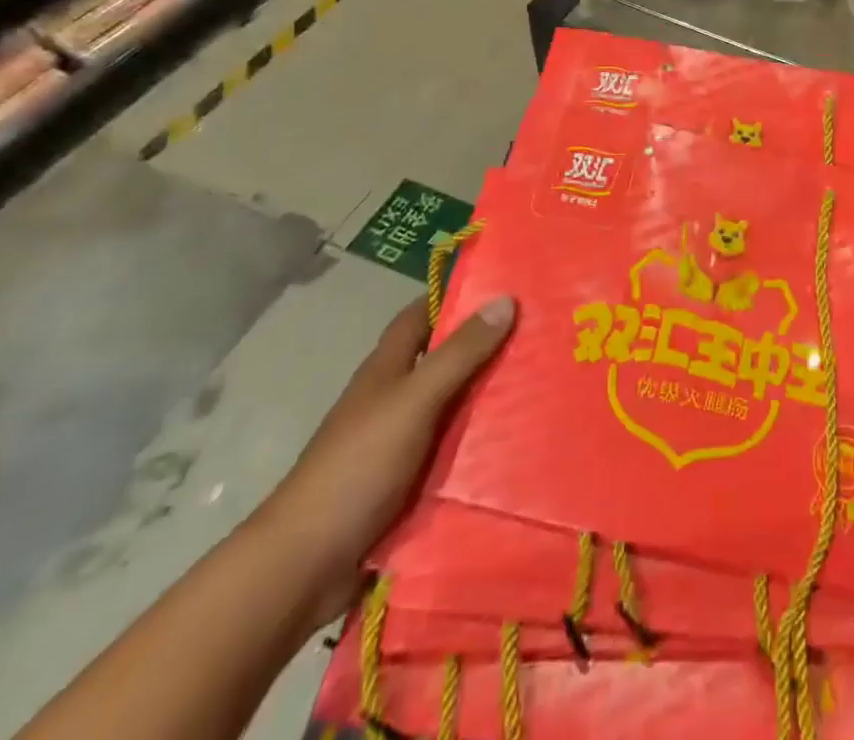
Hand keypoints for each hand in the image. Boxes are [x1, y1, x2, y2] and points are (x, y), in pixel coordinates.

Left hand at [255, 295, 515, 628]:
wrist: (306, 567)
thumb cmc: (357, 467)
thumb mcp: (414, 401)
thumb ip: (460, 354)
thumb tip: (506, 300)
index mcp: (387, 370)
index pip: (421, 315)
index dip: (456, 296)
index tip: (505, 285)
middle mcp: (394, 399)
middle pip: (445, 361)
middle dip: (487, 347)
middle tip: (543, 334)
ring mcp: (402, 443)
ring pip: (455, 408)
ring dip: (491, 398)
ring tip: (547, 383)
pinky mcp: (411, 484)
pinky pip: (456, 453)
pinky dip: (483, 445)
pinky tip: (522, 442)